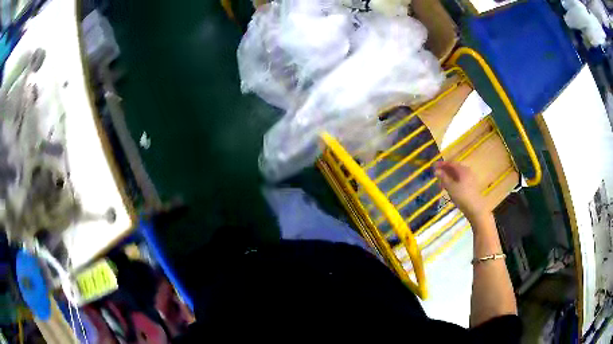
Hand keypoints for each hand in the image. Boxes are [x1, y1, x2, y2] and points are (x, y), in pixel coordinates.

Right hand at [434, 161, 487, 221]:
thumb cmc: (462, 196)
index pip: (450, 163)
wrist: (475, 208)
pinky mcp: (471, 185)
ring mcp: (470, 178)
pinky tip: (449, 186)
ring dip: (449, 176)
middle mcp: (467, 171)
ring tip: (441, 181)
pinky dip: (454, 180)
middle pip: (455, 168)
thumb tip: (436, 171)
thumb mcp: (450, 187)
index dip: (441, 164)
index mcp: (463, 169)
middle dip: (445, 170)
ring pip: (458, 174)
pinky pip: (460, 179)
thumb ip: (443, 177)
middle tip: (436, 173)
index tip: (433, 165)